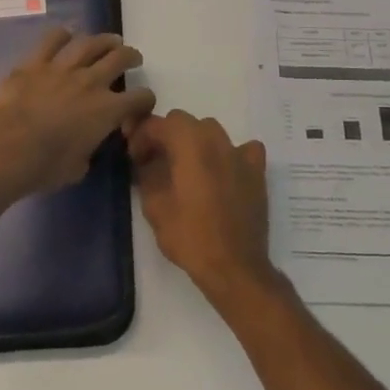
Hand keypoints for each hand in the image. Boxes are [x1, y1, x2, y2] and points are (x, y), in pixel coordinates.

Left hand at [0, 28, 155, 203]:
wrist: (5, 147)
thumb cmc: (44, 166)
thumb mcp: (77, 168)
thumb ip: (87, 151)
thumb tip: (85, 147)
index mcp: (107, 110)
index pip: (139, 98)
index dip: (145, 99)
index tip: (143, 101)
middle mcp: (90, 82)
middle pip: (119, 59)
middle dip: (131, 57)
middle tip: (133, 57)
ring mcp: (62, 68)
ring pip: (90, 43)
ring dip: (104, 40)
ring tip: (110, 41)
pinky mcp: (34, 63)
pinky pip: (52, 40)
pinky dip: (62, 35)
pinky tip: (66, 35)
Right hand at [129, 110, 283, 307]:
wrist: (234, 267)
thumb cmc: (190, 237)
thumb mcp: (155, 207)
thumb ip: (147, 175)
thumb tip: (146, 163)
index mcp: (189, 145)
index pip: (159, 124)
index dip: (141, 136)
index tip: (134, 157)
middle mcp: (216, 141)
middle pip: (185, 122)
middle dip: (166, 136)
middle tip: (154, 161)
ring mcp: (240, 155)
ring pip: (212, 132)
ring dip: (195, 142)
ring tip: (186, 167)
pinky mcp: (256, 172)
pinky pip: (243, 149)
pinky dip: (230, 154)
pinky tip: (224, 172)